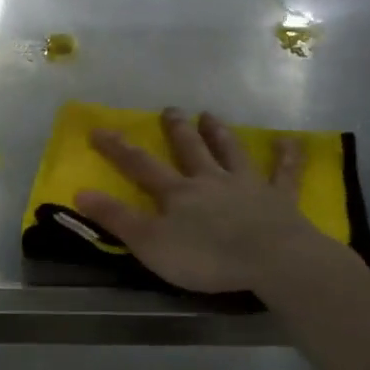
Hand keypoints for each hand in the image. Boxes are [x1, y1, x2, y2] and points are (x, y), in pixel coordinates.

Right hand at [74, 109, 355, 294]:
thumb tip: (80, 192)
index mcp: (178, 192)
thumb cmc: (206, 257)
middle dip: (177, 130)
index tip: (99, 129)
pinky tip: (290, 141)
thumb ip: (117, 219)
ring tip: (210, 115)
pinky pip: (284, 173)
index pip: (140, 166)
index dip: (117, 148)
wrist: (271, 259)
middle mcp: (210, 180)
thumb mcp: (150, 243)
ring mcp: (247, 186)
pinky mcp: (280, 198)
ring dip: (220, 133)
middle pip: (190, 150)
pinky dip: (287, 157)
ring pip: (231, 152)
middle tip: (170, 109)